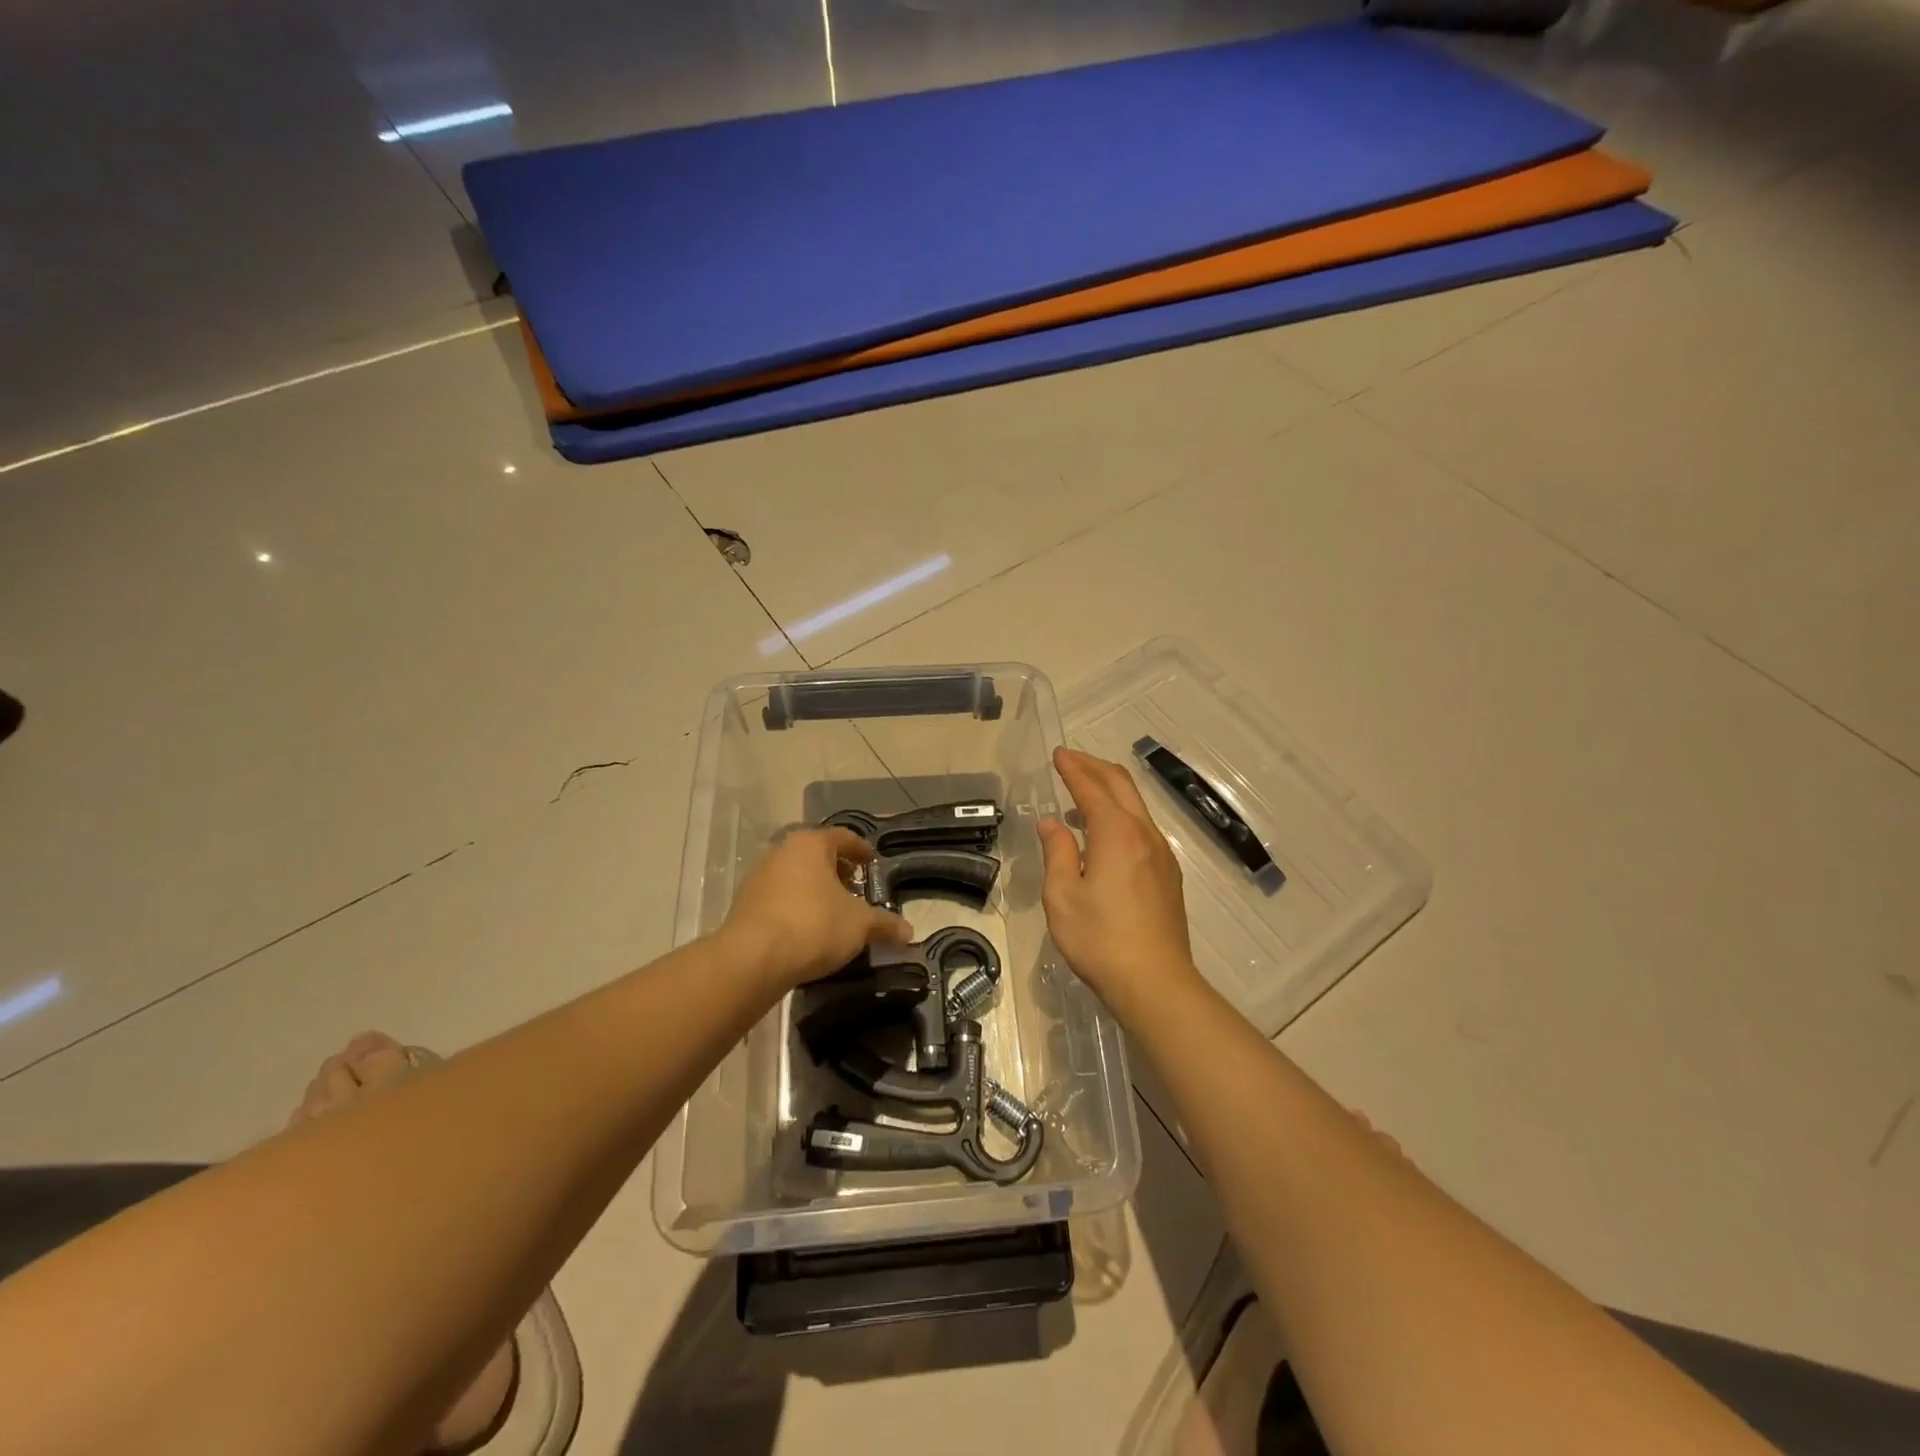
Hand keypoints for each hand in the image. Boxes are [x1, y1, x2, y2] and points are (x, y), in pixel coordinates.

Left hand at [719, 828, 911, 992]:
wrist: (751, 959)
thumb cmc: (813, 926)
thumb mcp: (859, 925)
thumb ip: (884, 924)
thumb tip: (909, 932)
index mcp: (811, 844)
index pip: (844, 837)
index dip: (861, 850)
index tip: (872, 862)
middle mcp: (782, 850)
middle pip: (817, 854)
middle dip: (838, 870)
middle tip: (855, 888)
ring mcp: (758, 875)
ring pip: (795, 875)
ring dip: (815, 888)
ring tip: (832, 911)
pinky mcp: (744, 902)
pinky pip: (779, 896)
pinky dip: (795, 904)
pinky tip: (807, 927)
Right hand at [1039, 747, 1204, 1021]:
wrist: (1155, 982)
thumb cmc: (1100, 940)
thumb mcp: (1062, 897)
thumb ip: (1057, 852)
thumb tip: (1053, 824)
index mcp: (1117, 834)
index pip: (1092, 788)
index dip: (1073, 768)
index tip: (1058, 754)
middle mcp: (1145, 835)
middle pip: (1121, 786)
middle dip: (1094, 767)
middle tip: (1071, 760)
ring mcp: (1162, 854)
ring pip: (1136, 805)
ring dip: (1109, 789)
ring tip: (1083, 792)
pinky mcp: (1168, 874)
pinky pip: (1143, 827)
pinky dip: (1121, 813)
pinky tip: (1105, 832)